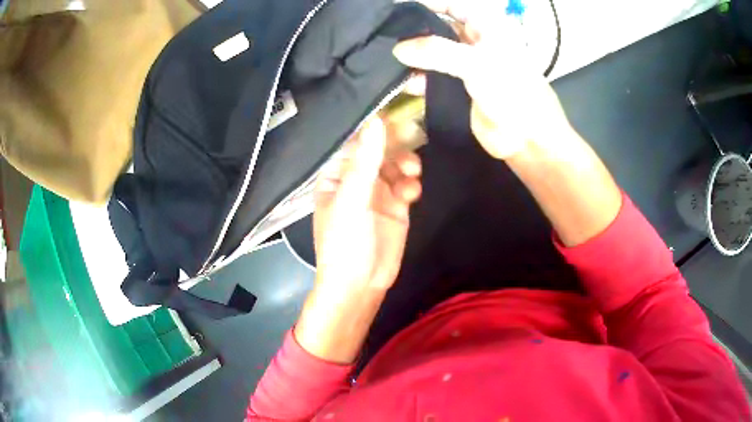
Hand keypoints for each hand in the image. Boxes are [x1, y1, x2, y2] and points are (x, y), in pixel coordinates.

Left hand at [313, 117, 421, 291]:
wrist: (360, 284)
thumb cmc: (345, 242)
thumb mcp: (352, 199)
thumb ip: (365, 161)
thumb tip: (376, 121)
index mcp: (336, 175)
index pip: (355, 143)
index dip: (374, 130)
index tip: (395, 117)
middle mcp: (356, 180)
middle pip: (379, 152)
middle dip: (395, 147)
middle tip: (412, 139)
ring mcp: (377, 194)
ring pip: (396, 167)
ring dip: (406, 166)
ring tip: (413, 173)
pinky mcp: (396, 208)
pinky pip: (406, 185)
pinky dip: (411, 185)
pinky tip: (412, 194)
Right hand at [392, 0, 572, 159]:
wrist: (528, 140)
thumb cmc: (512, 93)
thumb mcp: (477, 63)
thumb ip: (436, 51)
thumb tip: (398, 48)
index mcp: (487, 28)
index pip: (452, 5)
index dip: (427, 3)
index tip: (397, 9)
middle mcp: (476, 43)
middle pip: (440, 28)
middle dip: (415, 31)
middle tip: (384, 35)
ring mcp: (468, 67)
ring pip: (434, 54)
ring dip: (414, 56)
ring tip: (385, 58)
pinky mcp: (460, 90)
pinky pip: (434, 79)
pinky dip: (419, 79)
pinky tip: (401, 82)